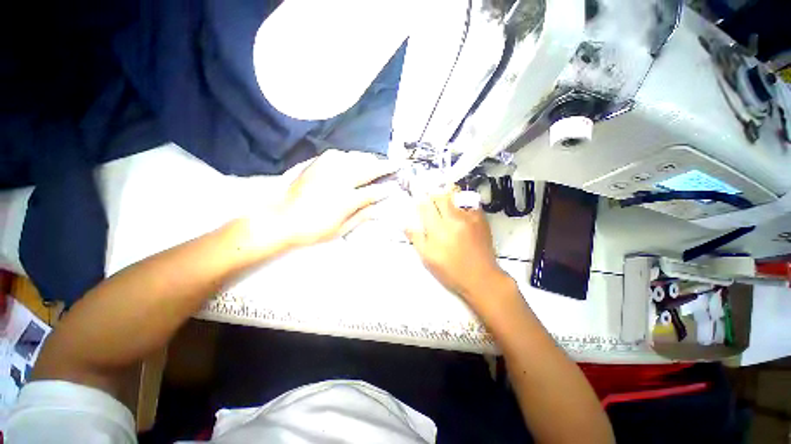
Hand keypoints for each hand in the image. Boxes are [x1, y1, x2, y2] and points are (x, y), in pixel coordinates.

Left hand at [271, 150, 396, 247]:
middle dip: (384, 166)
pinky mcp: (317, 162)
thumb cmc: (313, 230)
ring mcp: (328, 167)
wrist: (281, 219)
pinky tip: (355, 160)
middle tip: (395, 164)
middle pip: (368, 168)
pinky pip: (340, 154)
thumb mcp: (340, 230)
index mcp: (346, 198)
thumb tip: (379, 208)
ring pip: (356, 157)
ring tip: (378, 161)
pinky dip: (351, 156)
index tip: (395, 186)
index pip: (374, 191)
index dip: (386, 188)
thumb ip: (361, 217)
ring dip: (369, 159)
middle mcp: (340, 179)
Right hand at [406, 191, 512, 307]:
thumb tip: (405, 225)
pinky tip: (460, 207)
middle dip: (433, 195)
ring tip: (444, 198)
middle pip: (440, 197)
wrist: (481, 278)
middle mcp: (453, 219)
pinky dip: (462, 201)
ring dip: (447, 194)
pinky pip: (470, 202)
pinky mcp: (481, 220)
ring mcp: (469, 218)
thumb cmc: (451, 271)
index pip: (426, 207)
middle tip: (430, 199)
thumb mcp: (428, 259)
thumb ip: (416, 239)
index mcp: (438, 230)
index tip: (418, 200)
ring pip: (456, 196)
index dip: (420, 201)